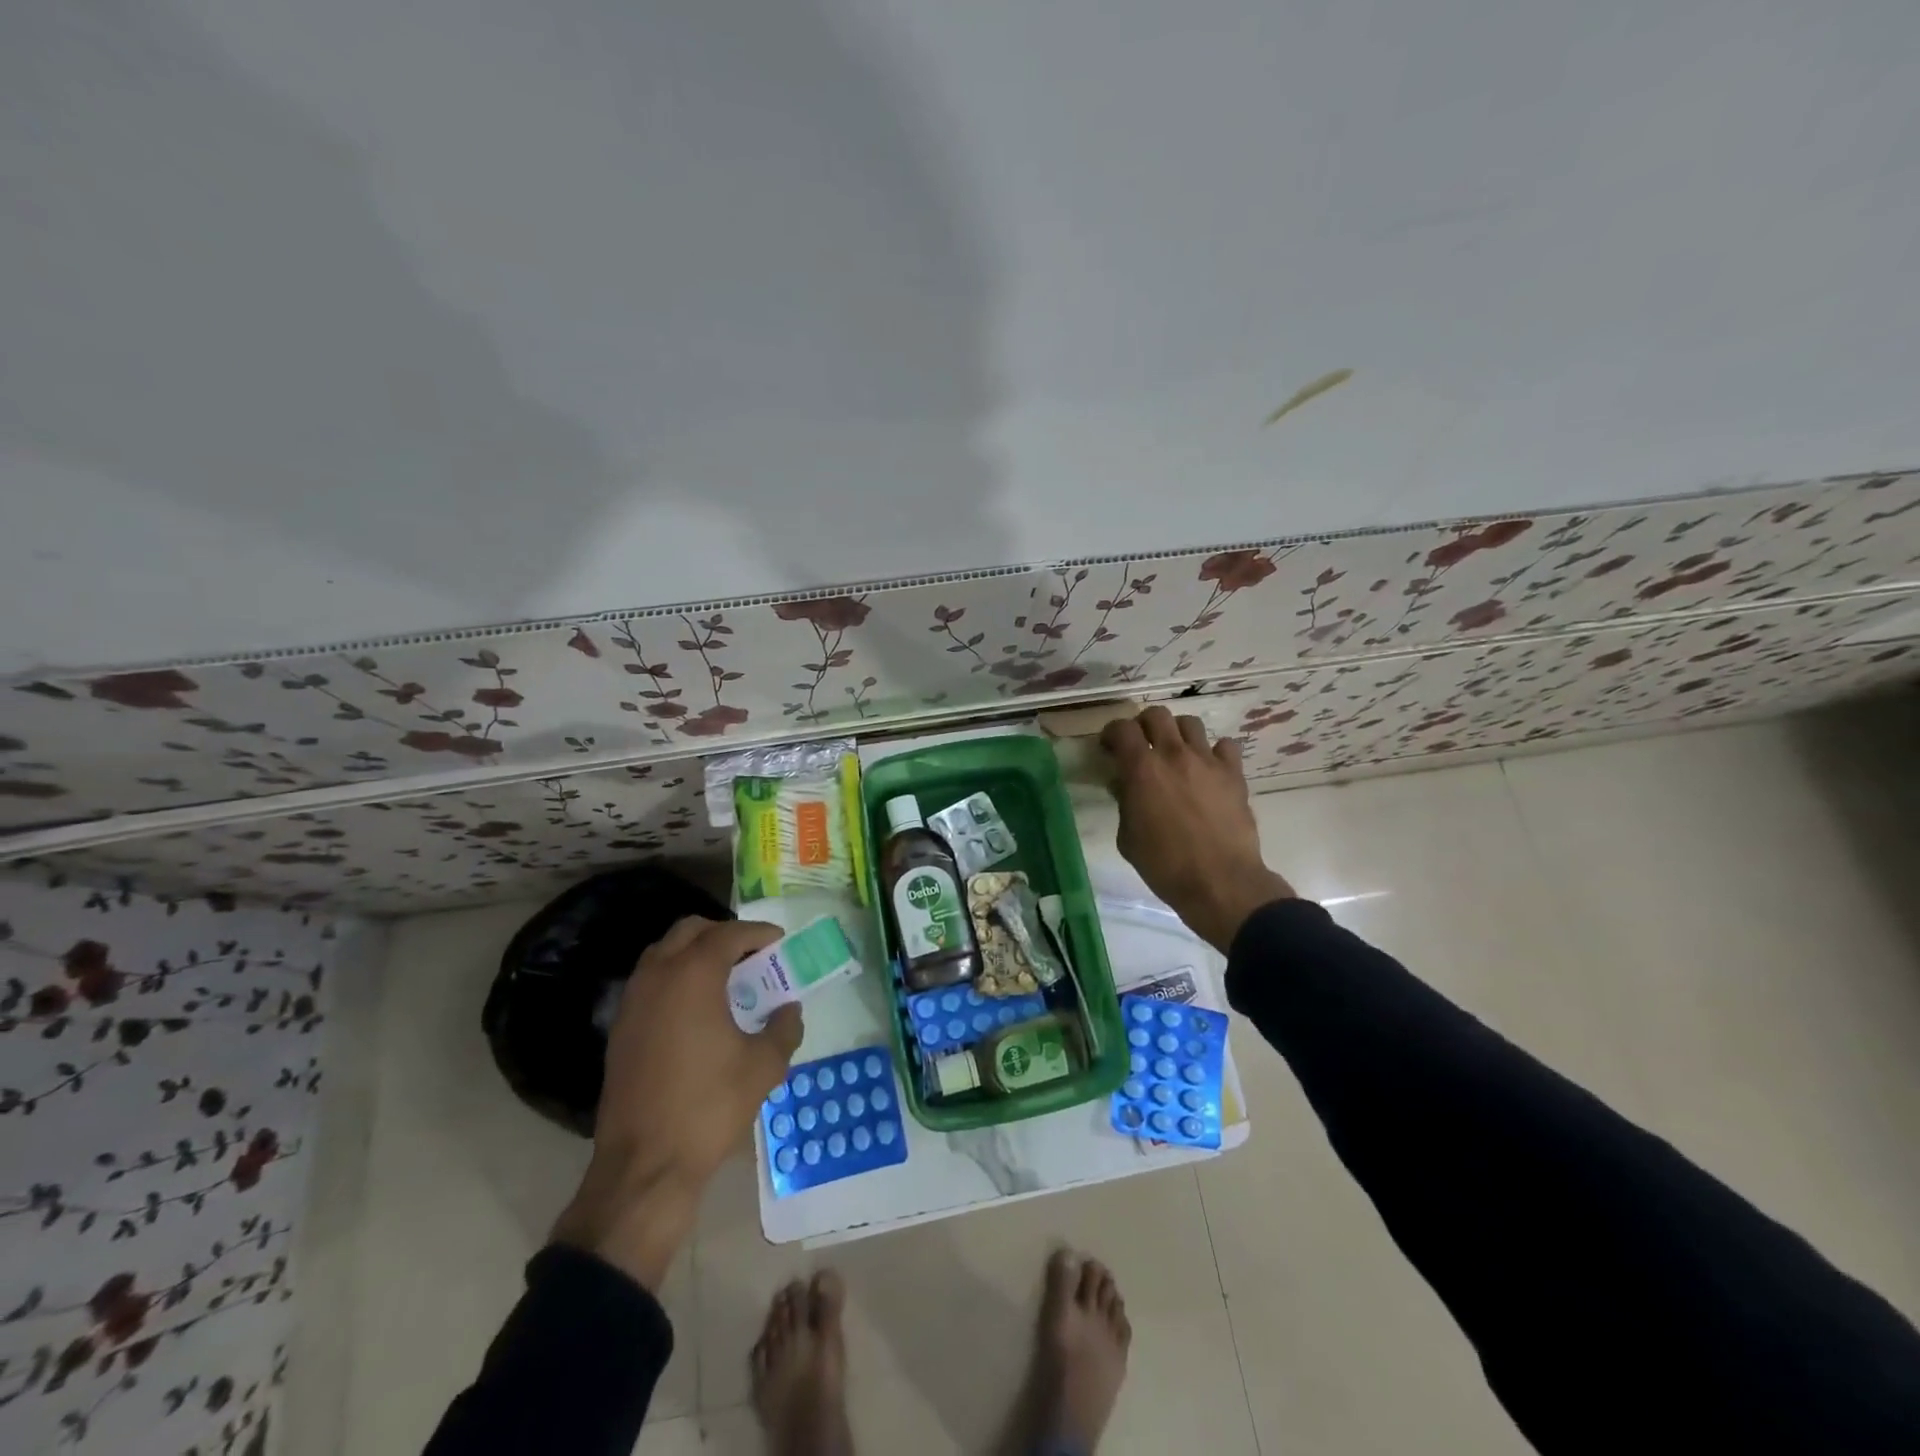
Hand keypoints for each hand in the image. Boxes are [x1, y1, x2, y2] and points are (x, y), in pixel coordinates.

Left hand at [552, 916, 802, 1288]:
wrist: (645, 1165)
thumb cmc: (709, 1106)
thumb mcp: (764, 1065)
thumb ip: (784, 1027)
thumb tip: (788, 1009)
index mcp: (693, 975)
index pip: (729, 934)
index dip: (758, 933)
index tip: (779, 942)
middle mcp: (658, 976)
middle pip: (690, 931)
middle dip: (723, 934)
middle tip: (751, 955)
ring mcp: (632, 1001)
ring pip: (664, 953)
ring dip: (696, 953)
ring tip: (726, 978)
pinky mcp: (620, 1028)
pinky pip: (651, 981)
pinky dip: (676, 977)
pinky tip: (698, 1009)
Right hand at [1101, 707, 1294, 951]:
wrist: (1219, 882)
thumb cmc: (1164, 865)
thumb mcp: (1127, 838)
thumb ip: (1124, 803)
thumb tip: (1123, 784)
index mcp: (1142, 769)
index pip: (1122, 729)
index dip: (1112, 734)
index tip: (1110, 748)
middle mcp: (1174, 755)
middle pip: (1156, 715)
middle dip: (1143, 725)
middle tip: (1141, 746)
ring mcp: (1207, 761)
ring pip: (1190, 723)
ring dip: (1177, 733)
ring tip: (1175, 753)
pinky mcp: (1234, 774)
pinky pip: (1225, 746)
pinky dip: (1214, 752)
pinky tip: (1208, 769)